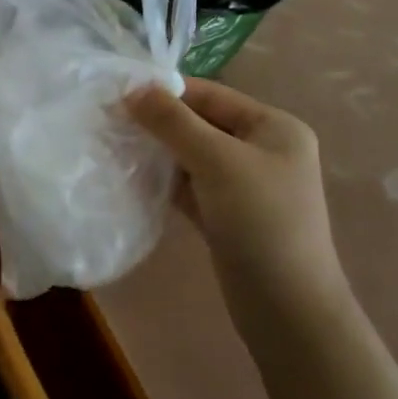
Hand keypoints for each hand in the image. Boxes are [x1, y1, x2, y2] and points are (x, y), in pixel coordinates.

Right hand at [125, 77, 352, 342]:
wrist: (288, 310)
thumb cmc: (261, 222)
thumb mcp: (217, 161)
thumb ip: (173, 122)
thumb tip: (132, 88)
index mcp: (273, 127)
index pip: (211, 95)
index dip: (166, 92)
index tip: (118, 93)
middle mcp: (262, 150)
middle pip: (200, 123)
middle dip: (158, 122)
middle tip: (109, 121)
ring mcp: (244, 185)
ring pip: (192, 156)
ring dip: (157, 152)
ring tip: (114, 146)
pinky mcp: (226, 215)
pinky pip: (190, 186)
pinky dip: (164, 180)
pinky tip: (131, 177)